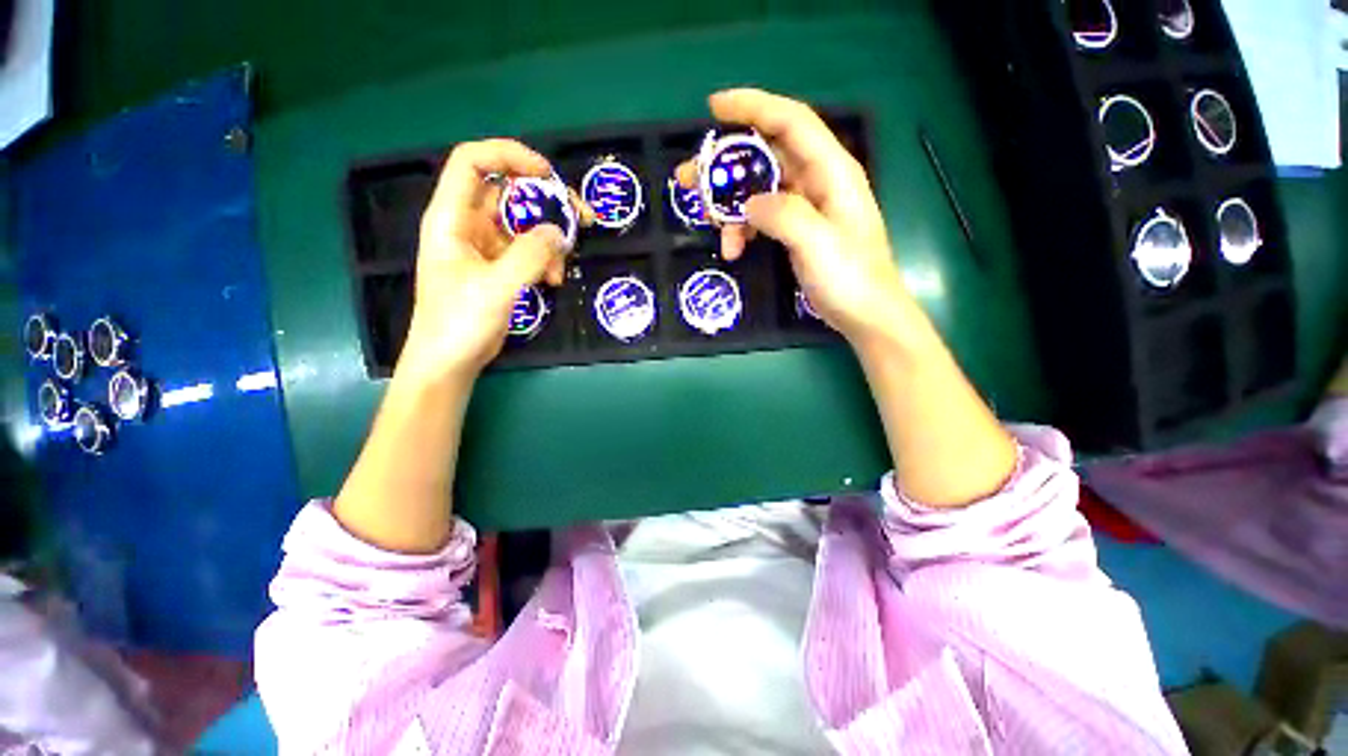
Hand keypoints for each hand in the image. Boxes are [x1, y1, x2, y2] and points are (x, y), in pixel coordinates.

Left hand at [400, 139, 571, 380]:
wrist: (450, 362)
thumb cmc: (459, 323)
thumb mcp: (496, 287)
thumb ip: (530, 255)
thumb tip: (559, 232)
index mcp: (451, 218)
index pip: (474, 163)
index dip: (509, 156)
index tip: (548, 175)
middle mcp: (468, 225)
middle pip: (509, 192)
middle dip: (547, 201)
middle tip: (582, 217)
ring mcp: (485, 247)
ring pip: (525, 224)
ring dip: (551, 240)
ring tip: (562, 267)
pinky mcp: (500, 268)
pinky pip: (529, 250)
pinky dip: (546, 260)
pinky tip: (553, 281)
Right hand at [679, 89, 914, 348]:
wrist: (863, 313)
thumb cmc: (849, 277)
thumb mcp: (817, 243)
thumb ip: (783, 215)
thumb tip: (749, 204)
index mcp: (831, 171)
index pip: (790, 122)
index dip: (753, 107)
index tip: (714, 107)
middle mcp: (817, 180)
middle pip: (766, 155)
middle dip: (727, 164)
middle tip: (689, 178)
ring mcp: (805, 206)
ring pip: (758, 189)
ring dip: (730, 206)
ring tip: (709, 226)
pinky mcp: (796, 228)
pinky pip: (762, 217)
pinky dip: (743, 229)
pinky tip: (734, 249)